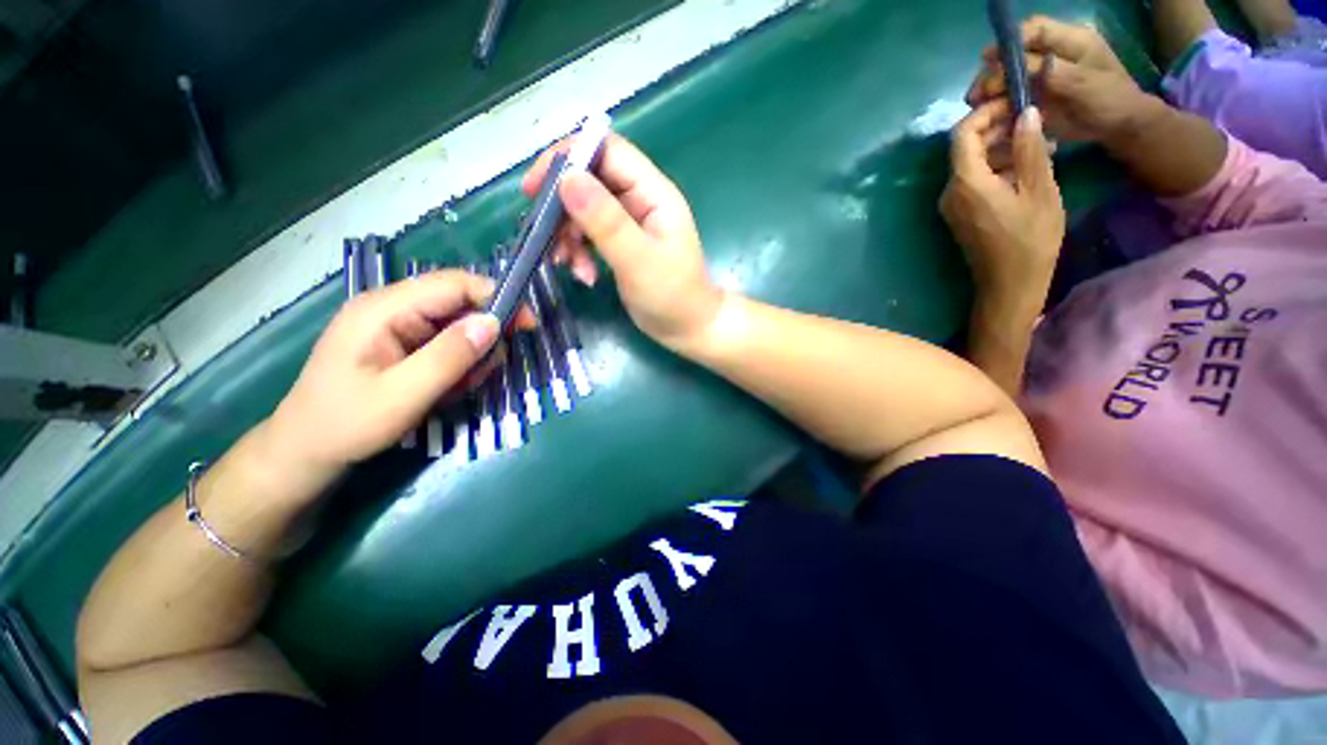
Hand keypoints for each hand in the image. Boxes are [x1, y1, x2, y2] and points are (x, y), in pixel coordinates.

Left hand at [267, 271, 503, 472]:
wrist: (306, 451)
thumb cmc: (347, 424)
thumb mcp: (404, 394)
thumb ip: (450, 356)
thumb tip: (494, 322)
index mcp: (385, 309)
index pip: (454, 284)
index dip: (496, 297)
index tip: (527, 325)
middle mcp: (392, 307)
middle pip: (460, 303)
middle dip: (483, 336)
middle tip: (481, 374)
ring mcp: (397, 324)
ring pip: (458, 325)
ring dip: (471, 355)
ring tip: (457, 388)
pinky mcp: (402, 341)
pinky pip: (447, 342)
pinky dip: (458, 363)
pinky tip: (447, 387)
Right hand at [521, 133, 723, 348]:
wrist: (687, 328)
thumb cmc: (672, 296)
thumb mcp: (639, 260)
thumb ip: (606, 221)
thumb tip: (567, 178)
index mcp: (653, 193)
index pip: (607, 151)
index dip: (568, 158)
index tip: (535, 186)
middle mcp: (640, 200)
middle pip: (590, 180)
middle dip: (563, 207)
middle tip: (545, 236)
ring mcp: (630, 223)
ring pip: (584, 210)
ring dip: (569, 236)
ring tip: (569, 265)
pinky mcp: (621, 244)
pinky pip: (589, 235)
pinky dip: (579, 252)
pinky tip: (584, 275)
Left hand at [941, 102, 1064, 309]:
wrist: (1009, 284)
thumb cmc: (1030, 239)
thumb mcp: (1038, 189)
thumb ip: (1029, 149)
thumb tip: (1025, 113)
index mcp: (965, 183)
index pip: (963, 134)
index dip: (986, 112)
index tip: (1014, 100)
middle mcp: (950, 191)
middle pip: (966, 148)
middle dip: (997, 128)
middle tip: (1034, 119)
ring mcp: (952, 205)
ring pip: (972, 163)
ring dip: (1001, 147)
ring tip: (1041, 141)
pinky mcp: (960, 214)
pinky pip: (974, 181)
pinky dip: (997, 167)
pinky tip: (1027, 165)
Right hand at [967, 16, 1155, 145]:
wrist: (1119, 127)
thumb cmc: (1110, 101)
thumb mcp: (1087, 85)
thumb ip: (1058, 73)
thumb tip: (1028, 66)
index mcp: (1070, 41)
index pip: (1034, 29)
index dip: (1010, 41)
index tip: (988, 60)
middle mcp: (1052, 53)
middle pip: (1016, 53)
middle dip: (994, 70)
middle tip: (977, 94)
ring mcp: (1043, 75)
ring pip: (1009, 74)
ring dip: (990, 88)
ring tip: (976, 105)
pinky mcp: (1036, 94)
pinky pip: (1010, 94)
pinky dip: (996, 103)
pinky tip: (986, 113)